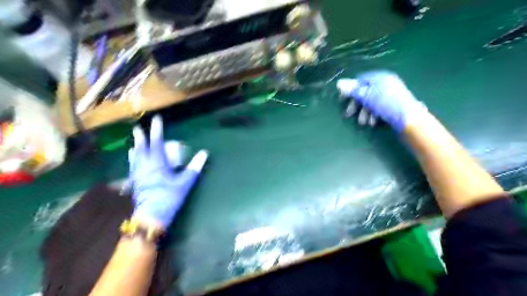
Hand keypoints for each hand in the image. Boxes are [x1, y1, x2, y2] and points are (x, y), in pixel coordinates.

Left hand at [128, 114, 208, 228]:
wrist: (151, 216)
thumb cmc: (169, 197)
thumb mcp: (185, 182)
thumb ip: (195, 167)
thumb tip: (204, 153)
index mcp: (157, 163)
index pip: (156, 142)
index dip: (157, 129)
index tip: (157, 119)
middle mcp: (144, 165)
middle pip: (141, 147)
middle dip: (140, 137)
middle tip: (137, 128)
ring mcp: (137, 174)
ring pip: (134, 156)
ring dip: (135, 147)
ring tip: (134, 141)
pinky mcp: (135, 182)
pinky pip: (132, 166)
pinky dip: (132, 159)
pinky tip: (132, 159)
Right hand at [337, 70, 427, 131]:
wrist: (410, 120)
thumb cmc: (388, 105)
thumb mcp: (368, 97)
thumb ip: (353, 90)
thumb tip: (339, 83)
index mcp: (380, 78)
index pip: (360, 80)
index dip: (350, 90)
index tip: (342, 100)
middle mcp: (385, 84)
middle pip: (364, 92)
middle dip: (357, 105)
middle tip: (349, 115)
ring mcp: (390, 95)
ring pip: (371, 102)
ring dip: (364, 113)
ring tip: (364, 123)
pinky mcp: (393, 106)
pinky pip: (378, 108)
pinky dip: (373, 115)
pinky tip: (373, 123)